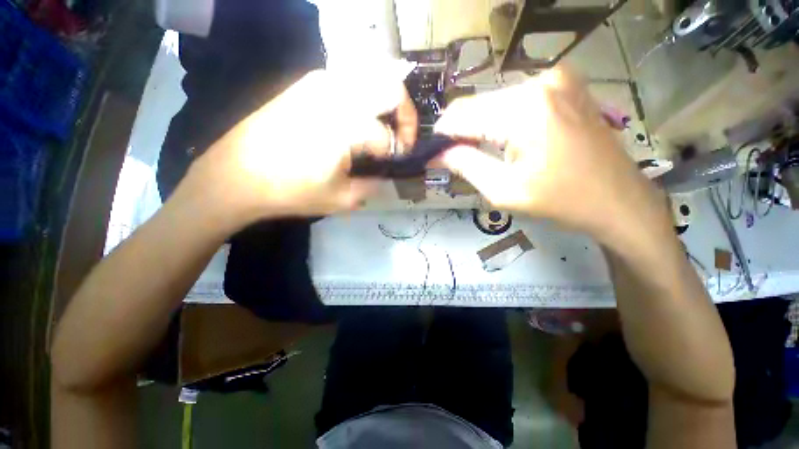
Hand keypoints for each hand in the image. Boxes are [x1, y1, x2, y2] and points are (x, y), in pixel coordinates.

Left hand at [182, 69, 416, 227]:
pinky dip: (363, 98)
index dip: (400, 151)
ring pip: (371, 77)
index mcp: (347, 125)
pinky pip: (347, 81)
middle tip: (401, 138)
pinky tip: (356, 121)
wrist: (235, 176)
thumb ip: (373, 185)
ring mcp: (318, 83)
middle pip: (391, 86)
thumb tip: (386, 174)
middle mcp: (337, 93)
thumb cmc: (290, 191)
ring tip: (381, 130)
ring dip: (385, 103)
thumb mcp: (342, 199)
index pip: (388, 137)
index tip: (397, 163)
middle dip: (405, 114)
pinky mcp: (304, 85)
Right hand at [435, 67, 666, 244]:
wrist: (618, 199)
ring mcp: (557, 79)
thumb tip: (437, 154)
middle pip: (479, 105)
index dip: (443, 135)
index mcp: (524, 109)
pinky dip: (502, 120)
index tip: (433, 154)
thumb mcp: (503, 190)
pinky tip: (502, 140)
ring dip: (481, 127)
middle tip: (454, 157)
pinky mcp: (565, 85)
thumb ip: (465, 165)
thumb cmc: (560, 200)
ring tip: (477, 152)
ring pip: (495, 101)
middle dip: (461, 132)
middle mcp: (540, 81)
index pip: (463, 115)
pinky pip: (516, 100)